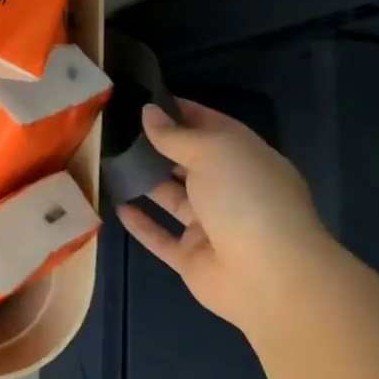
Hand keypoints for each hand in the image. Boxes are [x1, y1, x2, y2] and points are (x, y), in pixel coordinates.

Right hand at [115, 99, 335, 334]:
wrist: (271, 280)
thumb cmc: (246, 199)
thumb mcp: (212, 151)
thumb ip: (174, 134)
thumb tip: (148, 112)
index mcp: (244, 159)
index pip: (209, 125)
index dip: (179, 110)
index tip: (141, 98)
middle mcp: (230, 190)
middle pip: (188, 162)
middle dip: (157, 145)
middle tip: (114, 127)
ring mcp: (212, 226)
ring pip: (172, 197)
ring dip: (144, 181)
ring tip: (107, 160)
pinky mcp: (193, 258)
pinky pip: (161, 237)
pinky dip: (140, 223)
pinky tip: (115, 205)